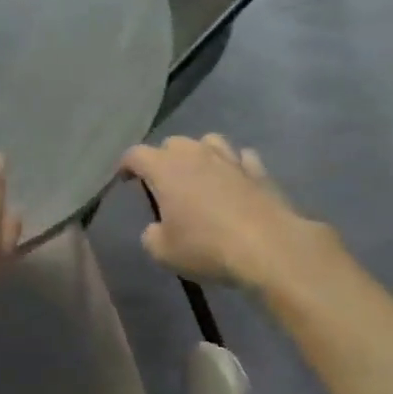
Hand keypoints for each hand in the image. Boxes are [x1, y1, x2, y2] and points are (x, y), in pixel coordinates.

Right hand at [119, 135, 334, 288]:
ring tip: (200, 174)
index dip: (126, 165)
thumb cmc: (206, 247)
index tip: (125, 179)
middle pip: (172, 143)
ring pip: (209, 141)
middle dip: (163, 158)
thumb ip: (152, 235)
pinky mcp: (259, 171)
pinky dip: (234, 165)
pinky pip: (242, 157)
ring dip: (200, 153)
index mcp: (166, 169)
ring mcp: (230, 159)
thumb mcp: (163, 252)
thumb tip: (156, 228)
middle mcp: (196, 155)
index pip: (136, 154)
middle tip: (163, 183)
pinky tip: (235, 180)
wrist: (267, 247)